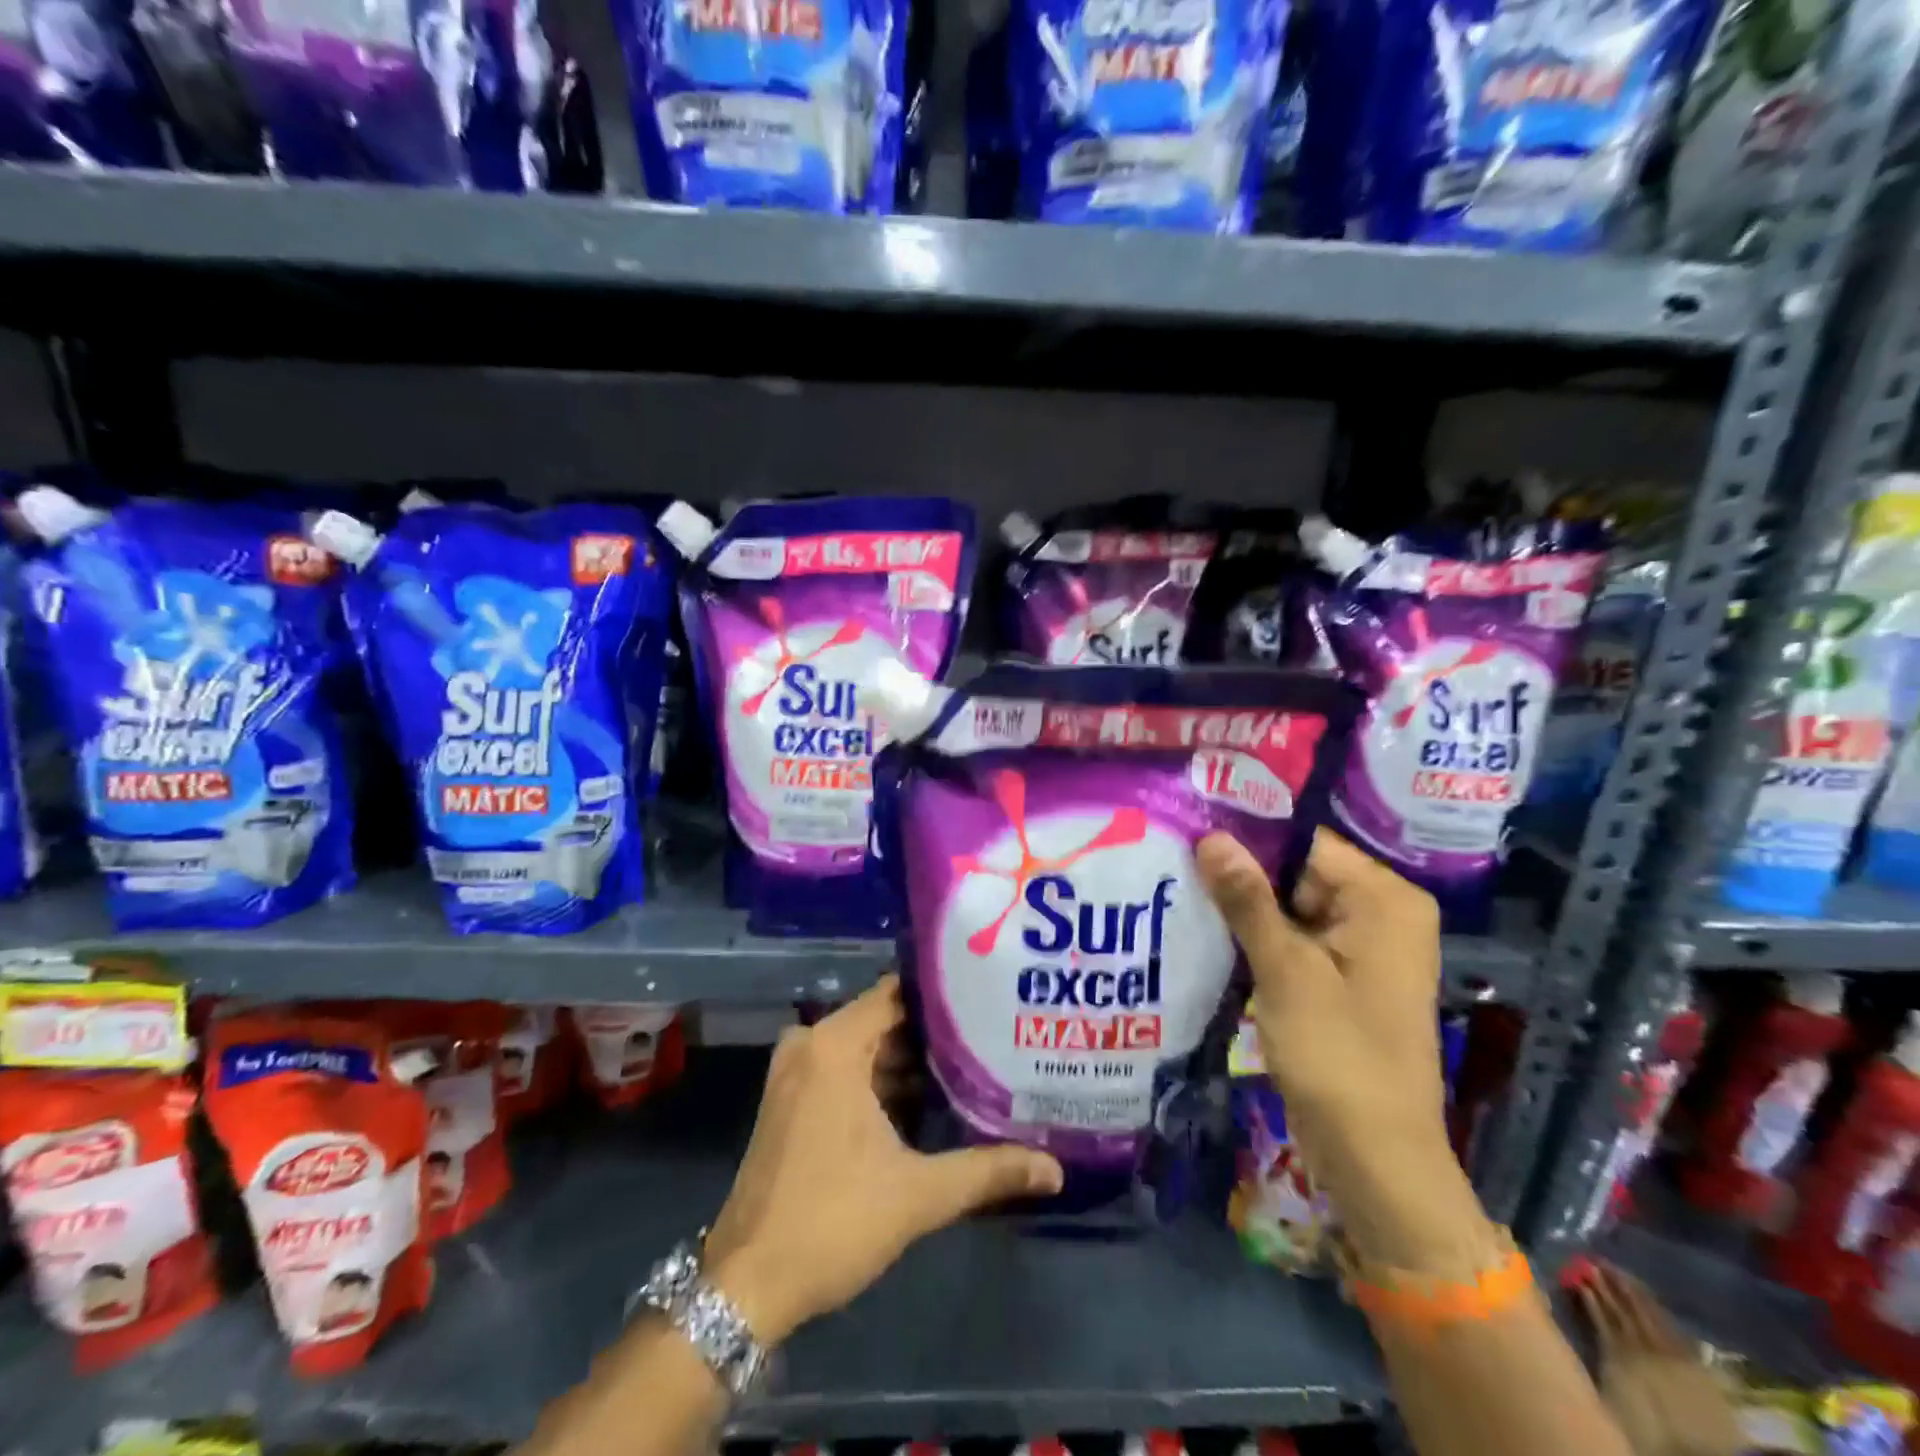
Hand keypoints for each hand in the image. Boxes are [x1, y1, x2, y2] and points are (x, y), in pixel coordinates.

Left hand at [702, 975, 1062, 1343]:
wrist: (746, 1285)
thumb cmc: (831, 1222)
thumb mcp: (917, 1195)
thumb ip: (988, 1172)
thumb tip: (1055, 1170)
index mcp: (833, 1045)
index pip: (898, 993)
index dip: (944, 996)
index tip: (988, 998)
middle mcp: (810, 1044)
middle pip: (884, 1020)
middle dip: (935, 1033)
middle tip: (992, 1034)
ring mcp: (796, 1072)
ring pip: (866, 1048)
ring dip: (910, 1060)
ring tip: (972, 1063)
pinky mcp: (792, 1100)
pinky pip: (846, 1069)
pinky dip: (881, 1080)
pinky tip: (927, 1099)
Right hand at [1197, 828, 1488, 1269]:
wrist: (1375, 1158)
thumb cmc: (1338, 1056)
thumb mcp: (1286, 971)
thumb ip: (1247, 899)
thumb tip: (1211, 836)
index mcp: (1384, 900)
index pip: (1305, 844)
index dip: (1247, 838)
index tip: (1187, 831)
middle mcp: (1380, 914)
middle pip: (1297, 873)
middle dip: (1240, 876)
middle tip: (1172, 864)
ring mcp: (1361, 949)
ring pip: (1289, 908)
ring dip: (1242, 910)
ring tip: (1177, 892)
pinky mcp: (1341, 979)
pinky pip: (1293, 940)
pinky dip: (1256, 940)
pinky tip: (1206, 934)